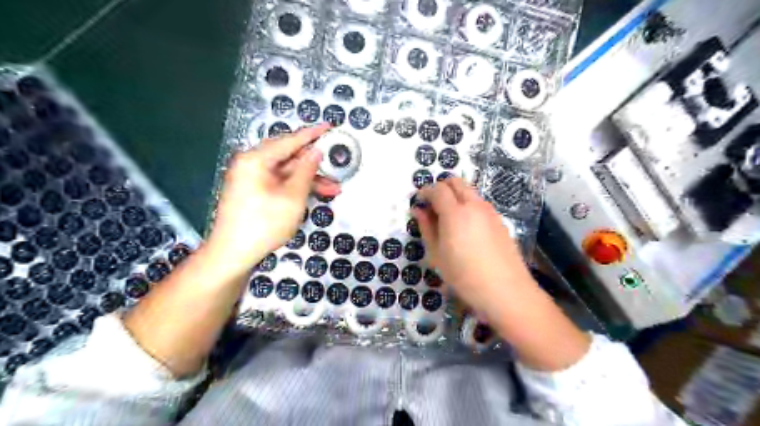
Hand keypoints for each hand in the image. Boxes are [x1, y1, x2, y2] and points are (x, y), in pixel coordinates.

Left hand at [207, 125, 339, 273]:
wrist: (233, 254)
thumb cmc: (264, 224)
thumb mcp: (293, 196)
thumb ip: (306, 170)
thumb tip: (316, 152)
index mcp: (256, 159)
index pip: (290, 141)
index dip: (312, 134)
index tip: (330, 126)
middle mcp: (252, 164)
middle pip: (289, 156)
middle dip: (315, 164)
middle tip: (336, 164)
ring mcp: (252, 179)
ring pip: (287, 172)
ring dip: (310, 179)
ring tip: (334, 188)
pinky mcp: (255, 192)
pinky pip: (280, 183)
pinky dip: (297, 188)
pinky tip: (315, 194)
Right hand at [413, 177, 529, 322]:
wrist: (506, 291)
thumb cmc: (464, 276)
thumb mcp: (437, 254)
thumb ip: (427, 228)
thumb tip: (418, 210)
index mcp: (455, 212)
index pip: (437, 189)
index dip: (425, 191)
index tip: (418, 201)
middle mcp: (474, 205)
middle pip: (456, 182)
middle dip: (441, 187)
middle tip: (432, 205)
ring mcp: (490, 212)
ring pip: (470, 191)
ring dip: (456, 196)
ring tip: (448, 218)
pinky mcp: (500, 221)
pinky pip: (480, 204)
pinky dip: (468, 206)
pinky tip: (466, 229)